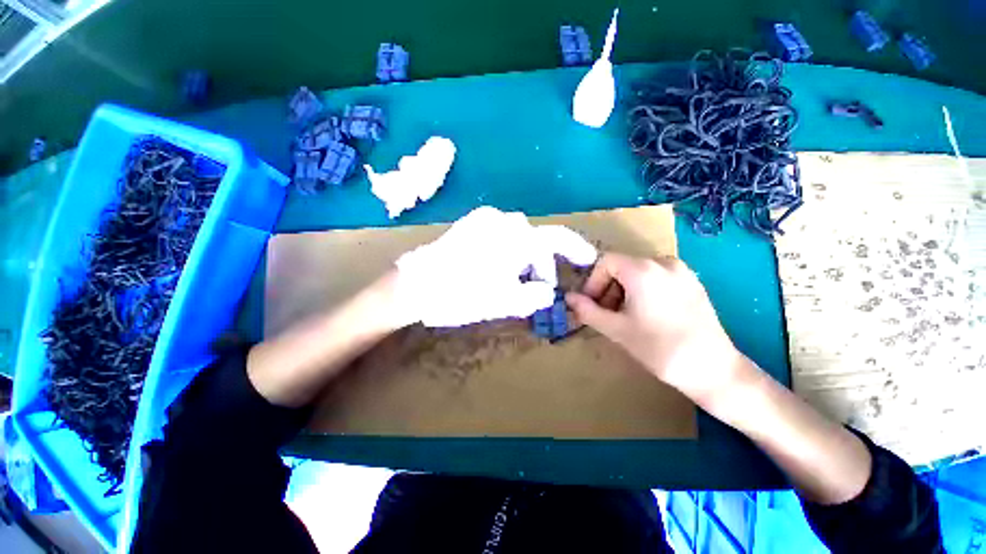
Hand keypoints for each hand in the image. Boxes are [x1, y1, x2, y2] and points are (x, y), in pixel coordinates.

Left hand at [395, 207, 596, 326]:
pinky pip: (500, 234)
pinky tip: (498, 267)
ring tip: (515, 280)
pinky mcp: (470, 224)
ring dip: (523, 258)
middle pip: (534, 240)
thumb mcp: (504, 302)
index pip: (555, 238)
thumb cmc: (461, 295)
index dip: (574, 248)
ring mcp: (483, 219)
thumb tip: (547, 291)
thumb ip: (533, 296)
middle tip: (538, 288)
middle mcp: (501, 220)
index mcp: (514, 237)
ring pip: (517, 237)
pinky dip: (508, 250)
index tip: (586, 259)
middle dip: (540, 264)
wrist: (415, 285)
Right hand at [566, 253, 745, 404]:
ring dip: (623, 291)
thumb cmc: (659, 349)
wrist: (714, 371)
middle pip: (622, 266)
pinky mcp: (693, 283)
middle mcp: (664, 262)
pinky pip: (657, 278)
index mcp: (643, 270)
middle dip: (607, 289)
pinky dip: (642, 291)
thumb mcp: (616, 329)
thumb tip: (568, 297)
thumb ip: (587, 310)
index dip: (592, 282)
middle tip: (606, 315)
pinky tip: (647, 316)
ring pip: (638, 272)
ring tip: (626, 318)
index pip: (605, 262)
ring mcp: (682, 271)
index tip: (591, 305)